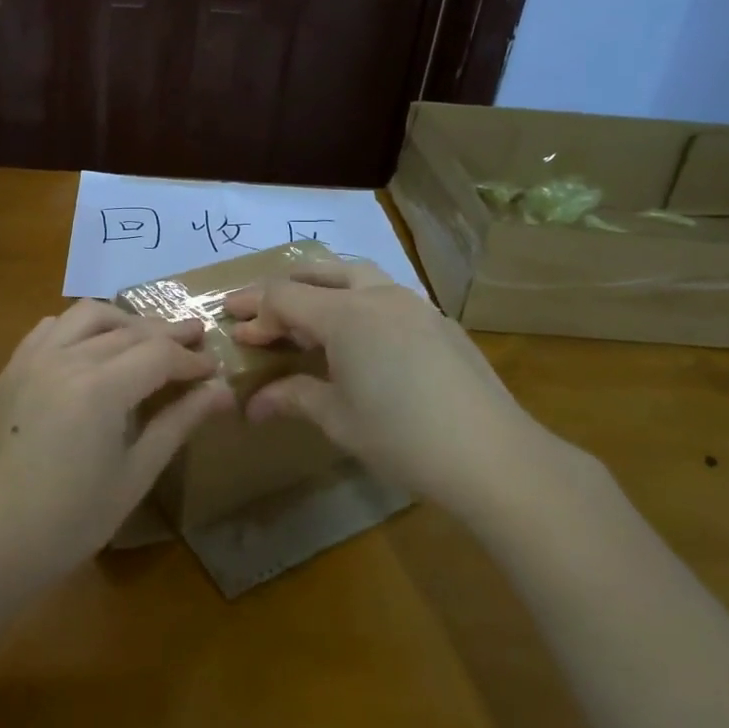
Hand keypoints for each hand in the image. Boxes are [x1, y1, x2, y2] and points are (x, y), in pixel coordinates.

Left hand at [0, 299, 233, 603]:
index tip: (215, 369)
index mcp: (100, 388)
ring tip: (148, 338)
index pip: (159, 354)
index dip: (191, 359)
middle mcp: (66, 358)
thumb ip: (176, 425)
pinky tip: (93, 347)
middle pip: (129, 331)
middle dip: (167, 334)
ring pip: (88, 315)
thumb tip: (221, 392)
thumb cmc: (66, 523)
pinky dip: (81, 326)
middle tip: (196, 341)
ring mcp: (33, 358)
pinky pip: (52, 327)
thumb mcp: (132, 477)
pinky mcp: (12, 368)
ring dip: (125, 321)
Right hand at [223, 262, 555, 511]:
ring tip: (307, 317)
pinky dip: (357, 303)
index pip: (284, 296)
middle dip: (283, 288)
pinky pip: (386, 296)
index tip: (235, 334)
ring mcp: (414, 304)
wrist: (493, 456)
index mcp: (345, 314)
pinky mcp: (439, 322)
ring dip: (323, 288)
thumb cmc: (402, 437)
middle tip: (260, 312)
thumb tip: (253, 405)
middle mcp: (378, 296)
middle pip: (318, 271)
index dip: (255, 312)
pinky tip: (361, 339)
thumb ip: (293, 398)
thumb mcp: (338, 419)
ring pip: (357, 275)